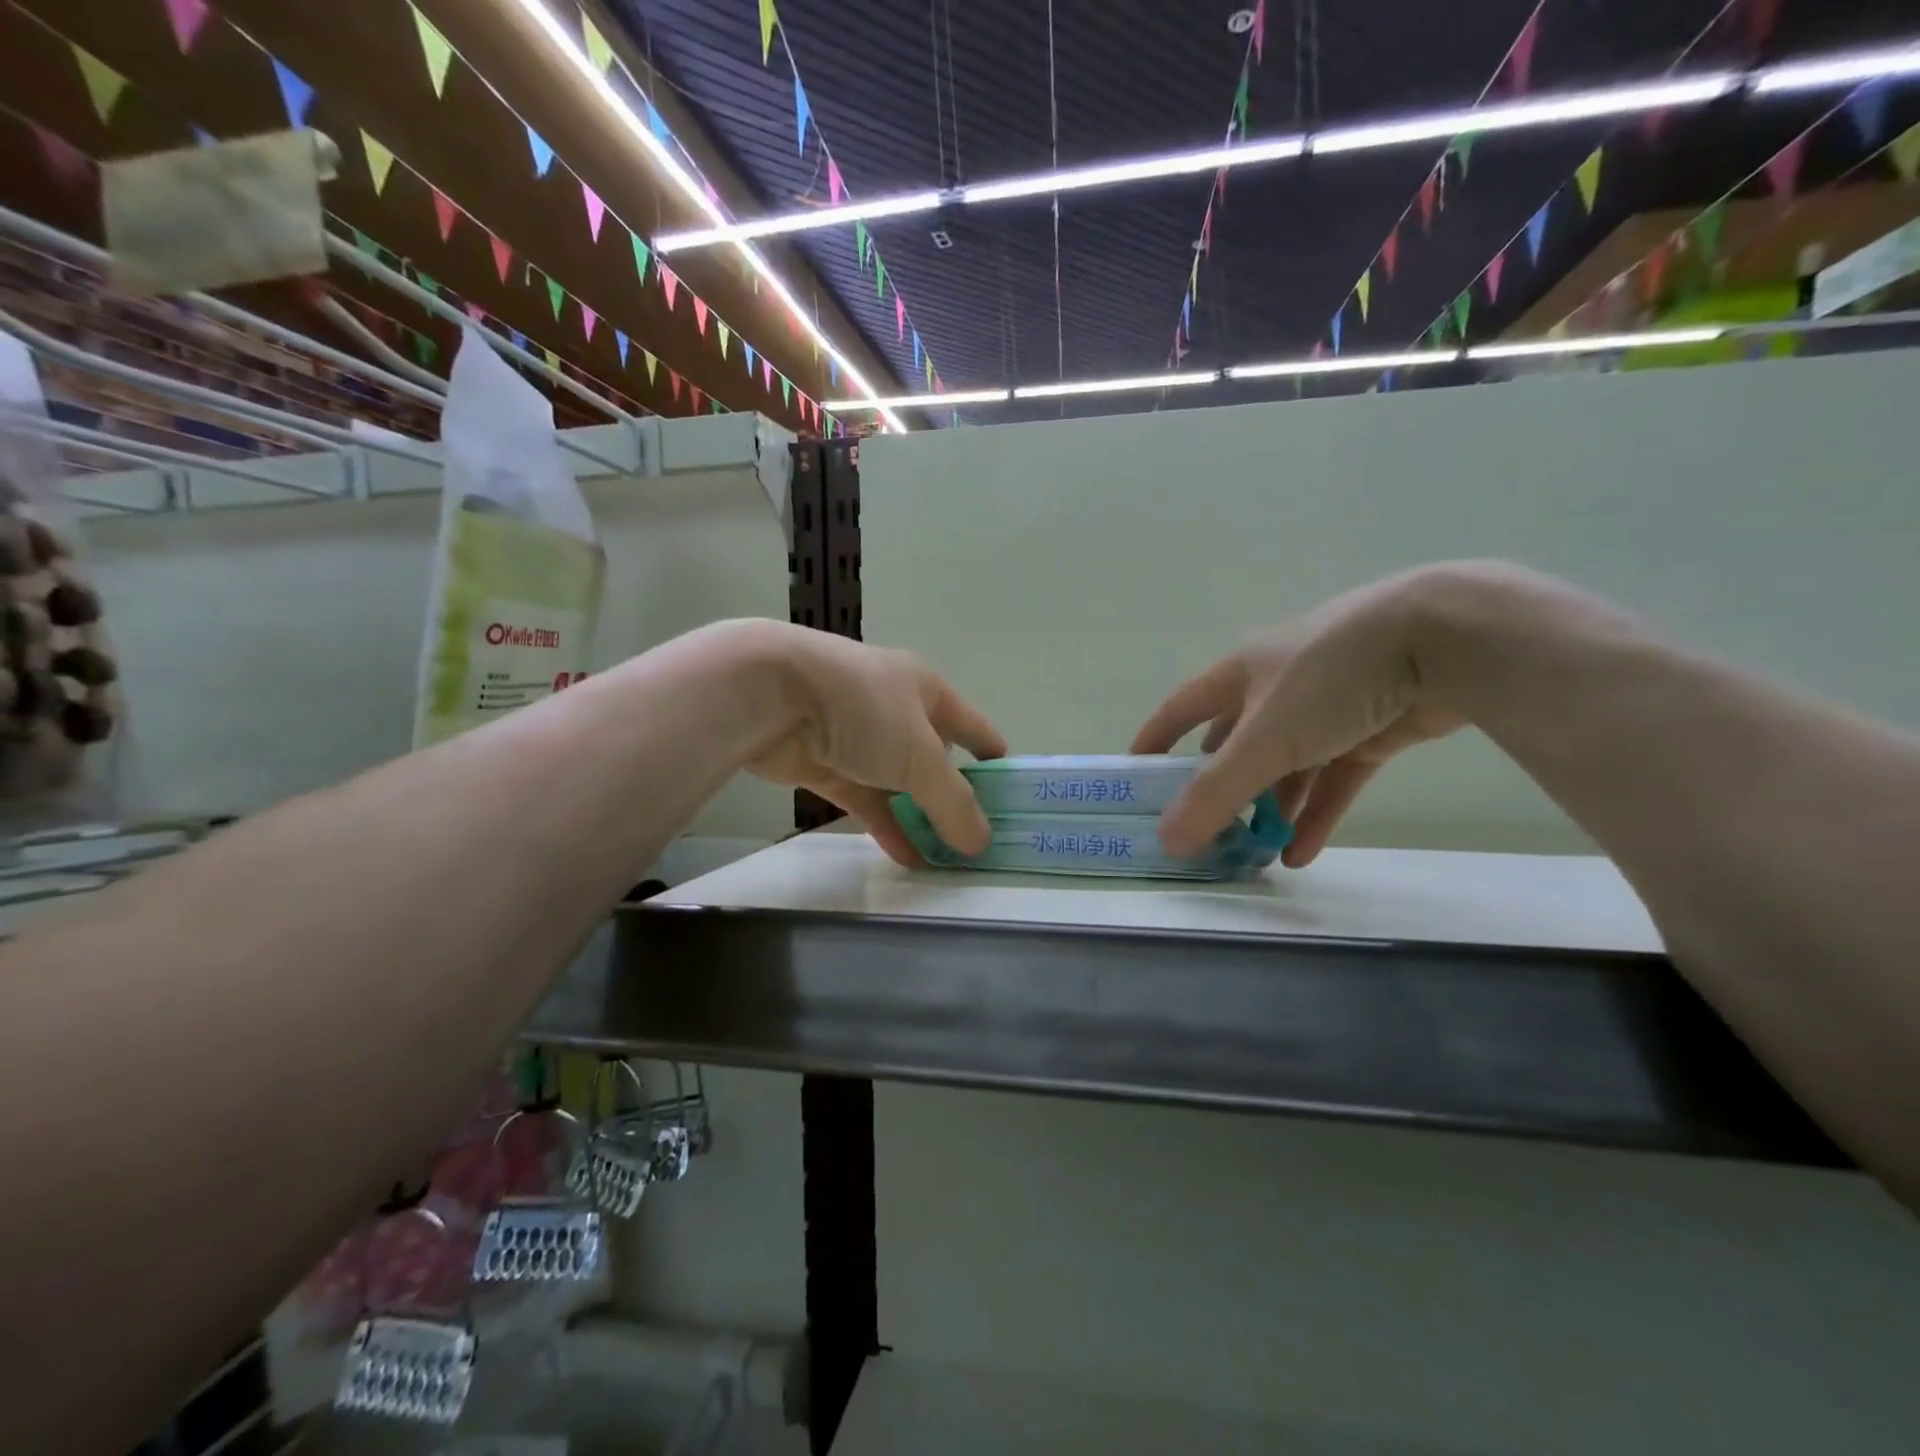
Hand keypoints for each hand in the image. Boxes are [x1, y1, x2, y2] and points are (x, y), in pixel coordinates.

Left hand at [746, 625, 1006, 866]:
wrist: (770, 695)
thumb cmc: (862, 709)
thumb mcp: (921, 757)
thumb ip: (953, 802)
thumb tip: (981, 842)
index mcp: (926, 690)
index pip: (972, 726)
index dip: (992, 760)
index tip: (1011, 799)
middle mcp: (894, 709)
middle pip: (934, 759)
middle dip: (953, 799)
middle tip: (977, 841)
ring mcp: (856, 737)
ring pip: (897, 784)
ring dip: (919, 818)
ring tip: (946, 859)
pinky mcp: (824, 762)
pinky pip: (864, 799)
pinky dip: (885, 825)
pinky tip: (907, 858)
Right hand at [1131, 567, 1471, 866]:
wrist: (1443, 643)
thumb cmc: (1330, 677)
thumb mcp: (1264, 739)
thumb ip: (1215, 793)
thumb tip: (1166, 840)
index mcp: (1241, 673)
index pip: (1183, 708)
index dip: (1157, 738)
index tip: (1136, 772)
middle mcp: (1278, 687)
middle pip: (1236, 744)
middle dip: (1221, 787)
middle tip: (1204, 830)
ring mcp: (1328, 708)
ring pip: (1287, 767)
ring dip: (1270, 809)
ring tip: (1253, 854)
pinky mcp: (1373, 728)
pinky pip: (1334, 778)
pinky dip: (1316, 814)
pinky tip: (1299, 854)